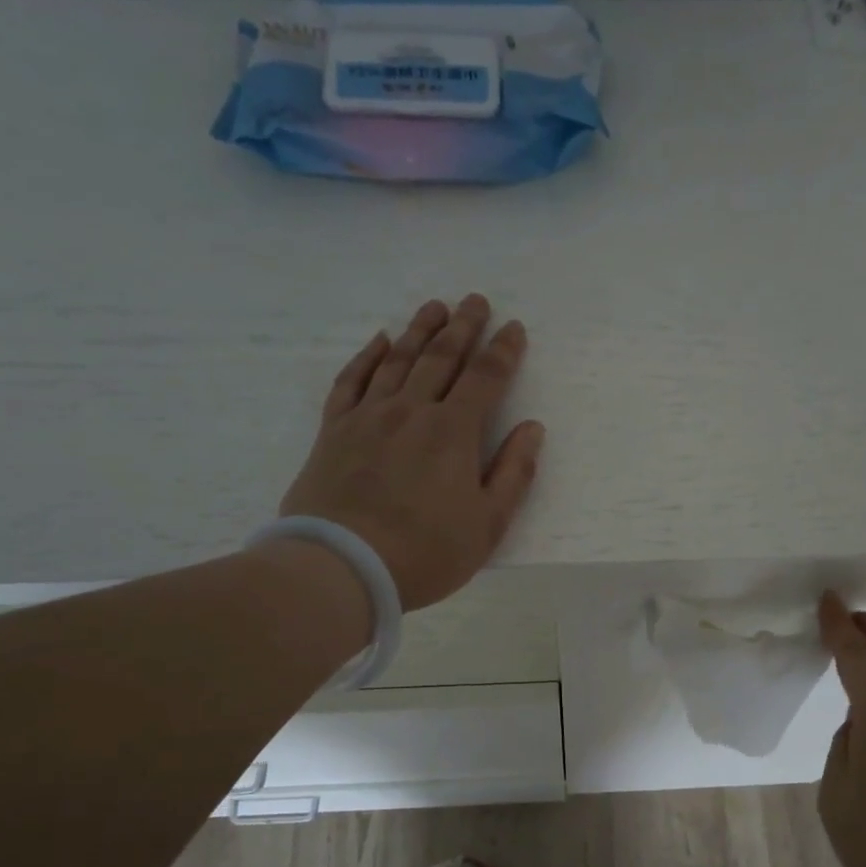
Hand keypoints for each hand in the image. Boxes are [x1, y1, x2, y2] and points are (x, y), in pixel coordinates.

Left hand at [280, 295, 544, 611]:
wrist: (342, 566)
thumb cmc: (425, 552)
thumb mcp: (487, 524)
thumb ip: (514, 472)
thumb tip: (532, 428)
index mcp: (453, 432)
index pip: (485, 378)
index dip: (503, 350)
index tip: (514, 327)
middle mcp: (412, 411)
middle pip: (441, 357)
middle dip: (463, 326)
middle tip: (475, 300)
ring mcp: (368, 417)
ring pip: (397, 360)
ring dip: (419, 330)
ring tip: (434, 307)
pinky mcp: (334, 430)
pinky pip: (352, 381)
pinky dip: (367, 356)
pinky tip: (379, 341)